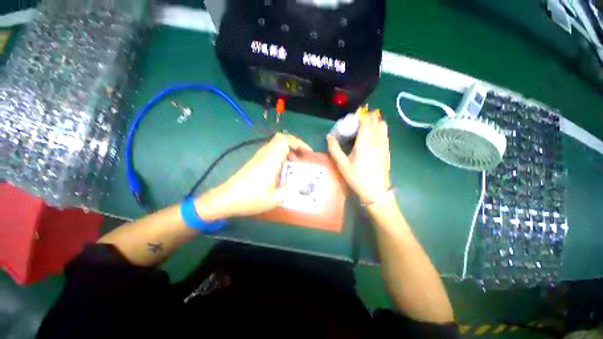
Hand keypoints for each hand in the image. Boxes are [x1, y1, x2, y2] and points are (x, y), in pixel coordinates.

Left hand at [195, 133, 311, 219]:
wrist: (225, 199)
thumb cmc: (250, 200)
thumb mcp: (275, 198)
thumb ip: (291, 188)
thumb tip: (305, 181)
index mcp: (270, 161)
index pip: (285, 140)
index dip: (299, 143)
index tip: (308, 153)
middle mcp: (265, 155)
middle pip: (281, 139)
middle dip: (295, 145)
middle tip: (303, 157)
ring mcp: (259, 157)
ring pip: (276, 144)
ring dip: (288, 150)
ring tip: (295, 164)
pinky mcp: (255, 161)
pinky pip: (271, 151)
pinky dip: (281, 155)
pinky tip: (283, 169)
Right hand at [327, 113, 390, 204]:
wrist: (376, 192)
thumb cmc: (357, 178)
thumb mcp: (342, 165)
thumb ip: (334, 149)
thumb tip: (329, 136)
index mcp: (365, 142)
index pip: (365, 121)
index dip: (359, 116)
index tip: (351, 118)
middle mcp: (376, 140)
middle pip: (374, 121)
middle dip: (365, 118)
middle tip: (355, 123)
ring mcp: (384, 145)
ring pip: (382, 126)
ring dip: (373, 122)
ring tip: (363, 128)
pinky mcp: (387, 150)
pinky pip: (385, 133)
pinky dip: (379, 129)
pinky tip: (372, 136)